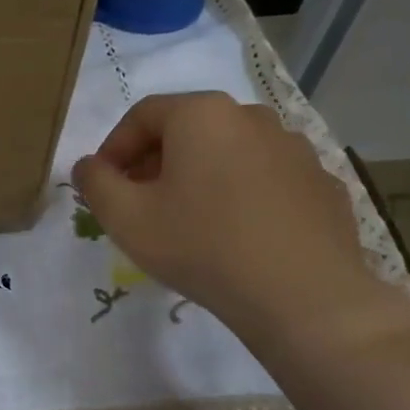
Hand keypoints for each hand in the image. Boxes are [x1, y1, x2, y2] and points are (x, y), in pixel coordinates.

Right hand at [72, 93, 409, 355]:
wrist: (301, 294)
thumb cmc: (201, 245)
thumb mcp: (126, 218)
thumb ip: (95, 183)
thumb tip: (88, 166)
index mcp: (202, 115)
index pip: (142, 115)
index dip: (113, 148)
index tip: (103, 186)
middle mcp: (252, 117)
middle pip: (188, 130)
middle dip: (154, 162)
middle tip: (138, 204)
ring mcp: (295, 149)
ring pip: (229, 153)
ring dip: (199, 177)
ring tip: (187, 221)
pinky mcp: (321, 183)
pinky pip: (266, 180)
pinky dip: (241, 195)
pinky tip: (235, 235)